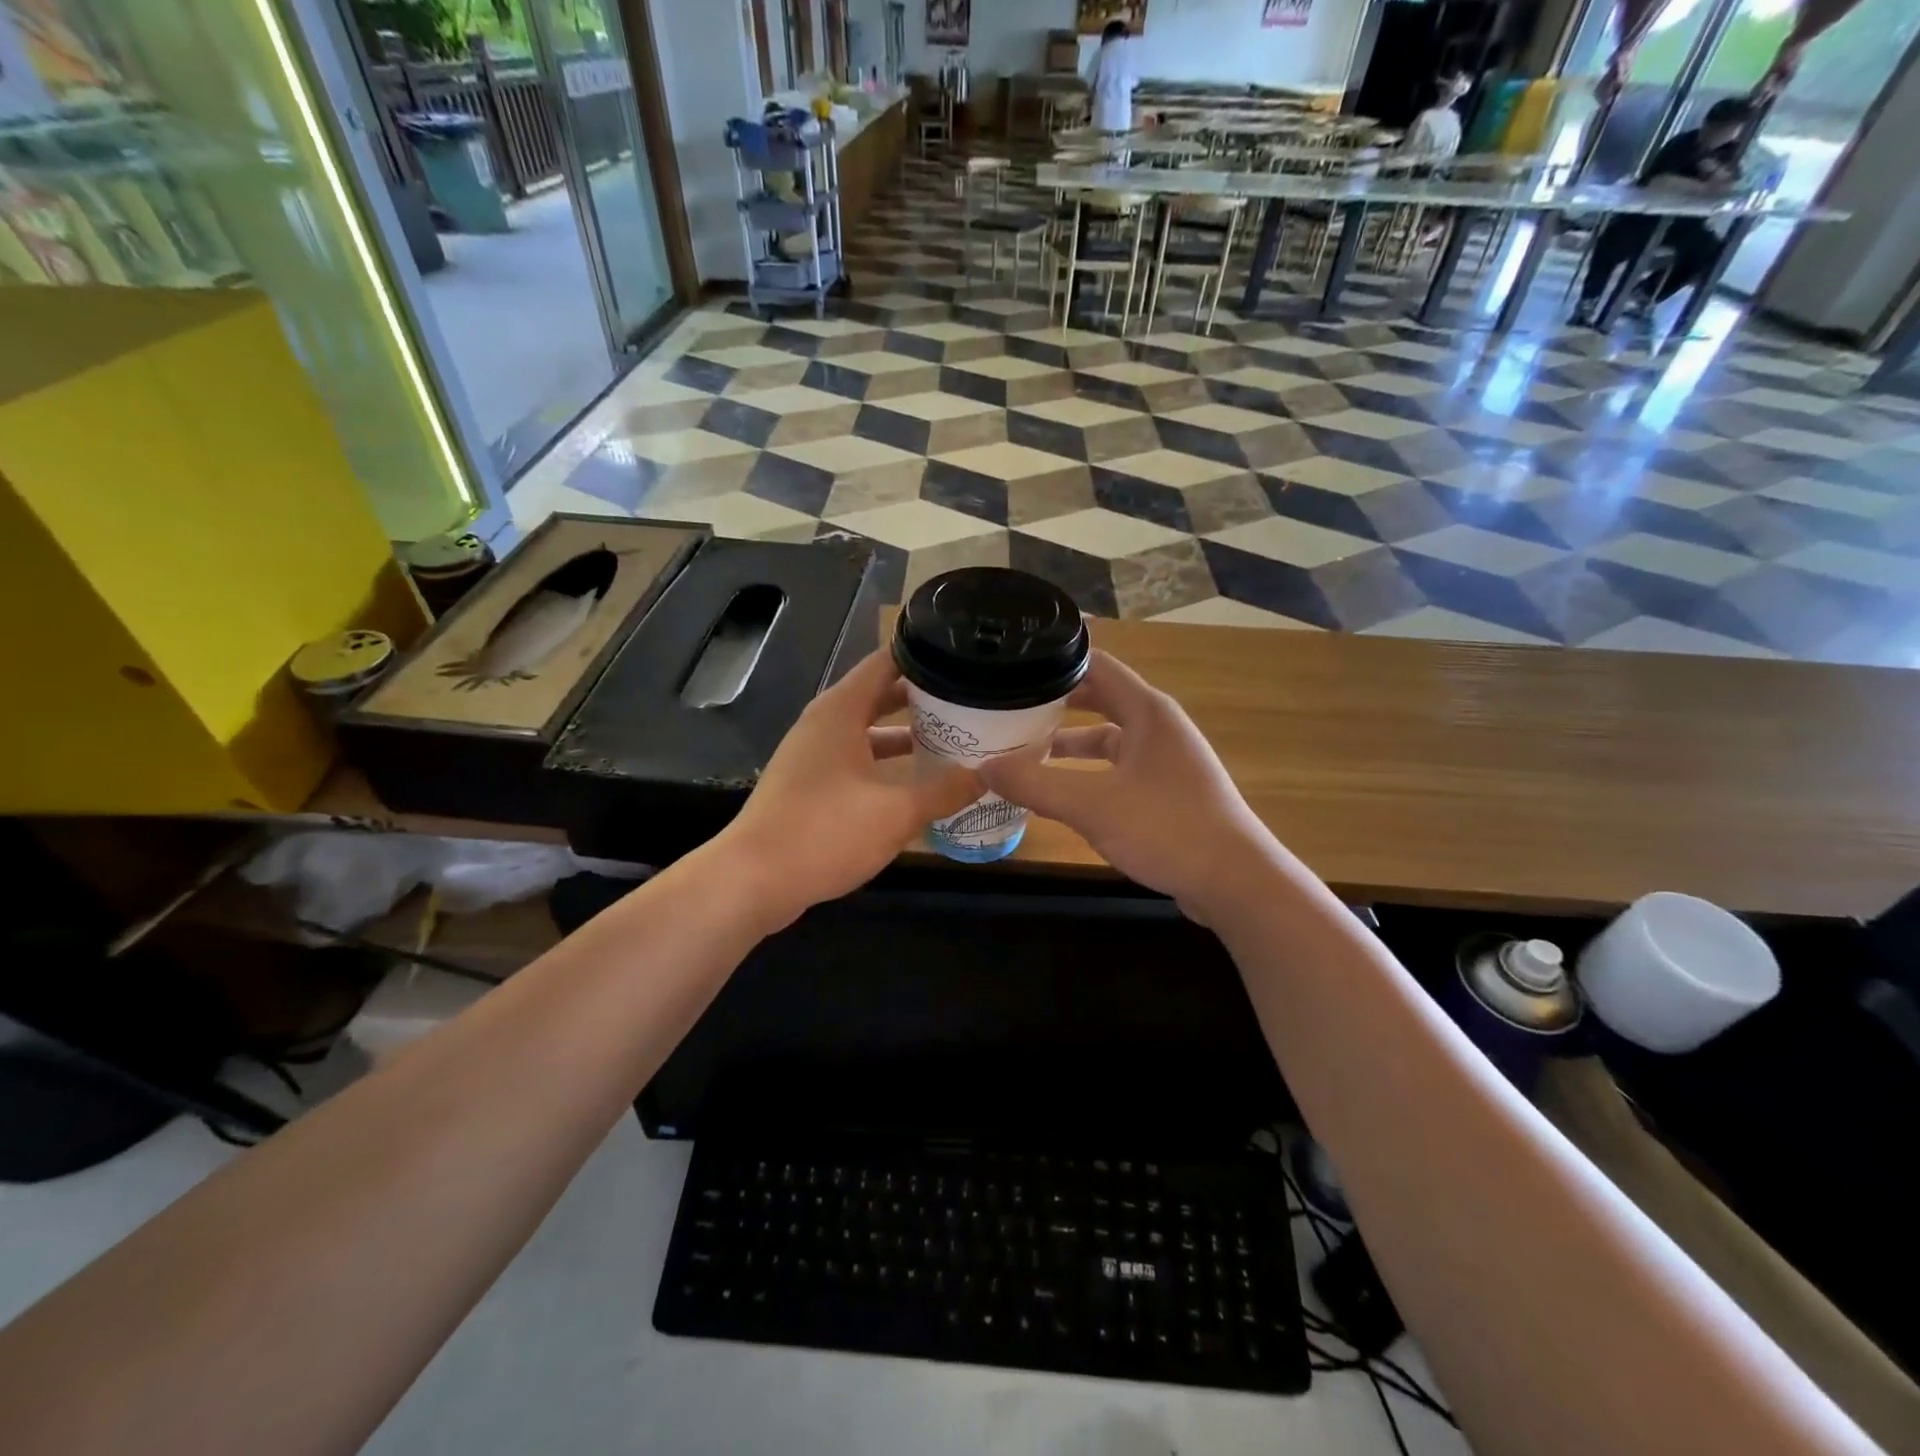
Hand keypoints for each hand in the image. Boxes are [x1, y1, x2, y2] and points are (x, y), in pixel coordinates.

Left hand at [718, 649, 981, 928]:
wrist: (753, 880)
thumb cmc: (825, 831)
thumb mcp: (896, 812)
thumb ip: (944, 791)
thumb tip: (986, 776)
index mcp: (841, 711)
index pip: (886, 662)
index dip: (925, 656)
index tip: (964, 659)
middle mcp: (824, 723)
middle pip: (879, 695)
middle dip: (923, 699)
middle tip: (970, 702)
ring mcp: (813, 755)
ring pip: (868, 731)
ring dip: (905, 735)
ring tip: (952, 740)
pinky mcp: (809, 785)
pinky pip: (856, 760)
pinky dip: (885, 764)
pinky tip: (915, 784)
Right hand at [977, 651, 1276, 919]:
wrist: (1235, 883)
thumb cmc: (1167, 828)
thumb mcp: (1091, 804)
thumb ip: (1034, 783)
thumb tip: (982, 767)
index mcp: (1148, 711)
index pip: (1097, 664)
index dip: (1056, 660)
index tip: (1014, 664)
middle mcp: (1159, 727)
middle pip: (1099, 700)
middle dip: (1055, 703)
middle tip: (1008, 706)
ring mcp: (1166, 761)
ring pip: (1107, 740)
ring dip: (1068, 743)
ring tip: (1022, 750)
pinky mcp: (1166, 793)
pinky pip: (1117, 770)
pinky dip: (1086, 773)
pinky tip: (1059, 792)